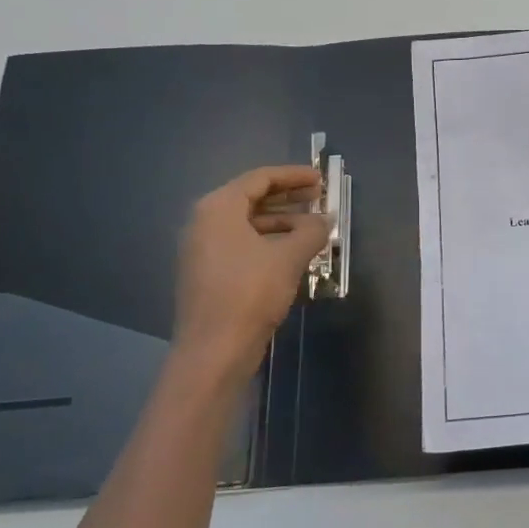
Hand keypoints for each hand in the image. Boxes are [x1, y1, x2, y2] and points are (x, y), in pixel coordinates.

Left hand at [172, 166, 330, 386]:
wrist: (214, 351)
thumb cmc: (250, 293)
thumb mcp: (289, 257)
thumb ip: (311, 231)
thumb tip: (326, 220)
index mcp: (218, 208)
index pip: (259, 179)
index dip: (293, 176)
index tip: (321, 179)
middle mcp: (204, 223)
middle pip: (251, 198)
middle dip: (288, 197)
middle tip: (319, 198)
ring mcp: (203, 250)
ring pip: (247, 224)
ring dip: (281, 221)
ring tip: (313, 227)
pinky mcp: (208, 273)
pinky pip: (242, 244)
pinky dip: (268, 241)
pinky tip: (294, 252)